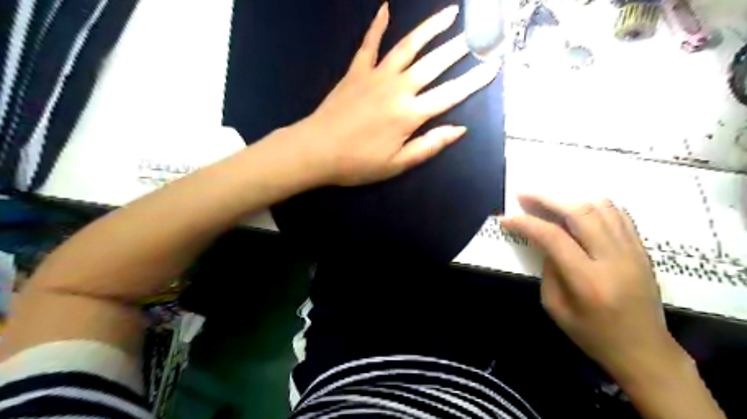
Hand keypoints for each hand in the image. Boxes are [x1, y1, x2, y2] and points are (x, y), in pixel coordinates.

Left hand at [294, 1, 497, 184]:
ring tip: (449, 14)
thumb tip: (459, 129)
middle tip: (478, 34)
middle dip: (460, 48)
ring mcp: (375, 75)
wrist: (315, 151)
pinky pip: (369, 44)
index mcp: (409, 114)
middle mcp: (397, 88)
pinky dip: (378, 25)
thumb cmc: (357, 163)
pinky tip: (386, 8)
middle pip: (434, 63)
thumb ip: (429, 145)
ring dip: (430, 28)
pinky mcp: (356, 71)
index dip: (475, 80)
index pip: (451, 94)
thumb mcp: (397, 164)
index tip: (494, 65)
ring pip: (408, 46)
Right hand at [497, 194, 681, 381]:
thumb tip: (543, 240)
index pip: (552, 237)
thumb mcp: (556, 307)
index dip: (525, 223)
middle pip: (580, 212)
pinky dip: (594, 205)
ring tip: (549, 202)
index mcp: (587, 281)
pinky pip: (619, 214)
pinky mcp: (642, 250)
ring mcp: (633, 252)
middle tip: (525, 195)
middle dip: (547, 199)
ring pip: (602, 207)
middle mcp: (613, 259)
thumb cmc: (593, 334)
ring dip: (570, 199)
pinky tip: (578, 209)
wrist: (644, 350)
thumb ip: (548, 270)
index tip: (507, 219)